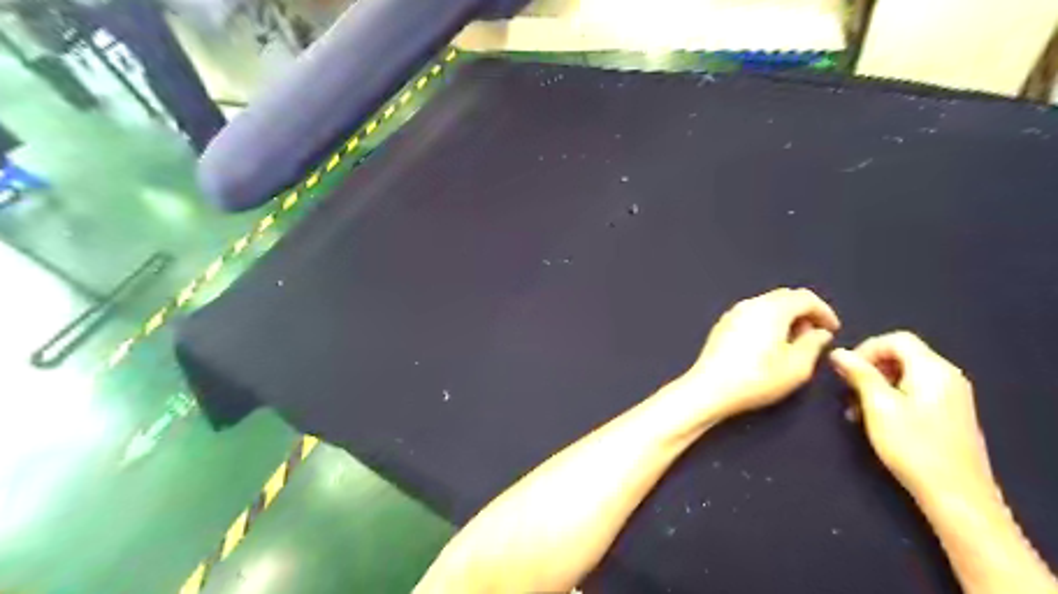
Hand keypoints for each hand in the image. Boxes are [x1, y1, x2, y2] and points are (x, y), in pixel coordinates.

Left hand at [687, 288, 844, 418]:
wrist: (709, 388)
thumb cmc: (757, 378)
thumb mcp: (797, 367)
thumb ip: (813, 345)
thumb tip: (819, 332)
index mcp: (772, 308)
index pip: (805, 297)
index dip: (824, 311)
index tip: (833, 329)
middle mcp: (751, 303)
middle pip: (784, 297)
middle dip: (804, 312)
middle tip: (813, 336)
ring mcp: (733, 313)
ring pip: (767, 305)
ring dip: (784, 317)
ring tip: (792, 342)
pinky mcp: (722, 325)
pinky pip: (752, 314)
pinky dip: (766, 322)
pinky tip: (768, 345)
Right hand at [831, 331, 996, 502]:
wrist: (956, 495)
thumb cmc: (913, 446)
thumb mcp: (878, 407)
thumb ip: (859, 375)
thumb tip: (838, 352)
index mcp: (932, 369)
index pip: (896, 339)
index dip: (866, 348)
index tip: (845, 370)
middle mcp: (946, 376)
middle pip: (901, 355)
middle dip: (869, 368)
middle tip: (847, 390)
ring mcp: (951, 395)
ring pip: (905, 374)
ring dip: (876, 385)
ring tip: (856, 409)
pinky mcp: (949, 412)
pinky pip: (915, 390)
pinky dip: (891, 397)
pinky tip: (876, 419)